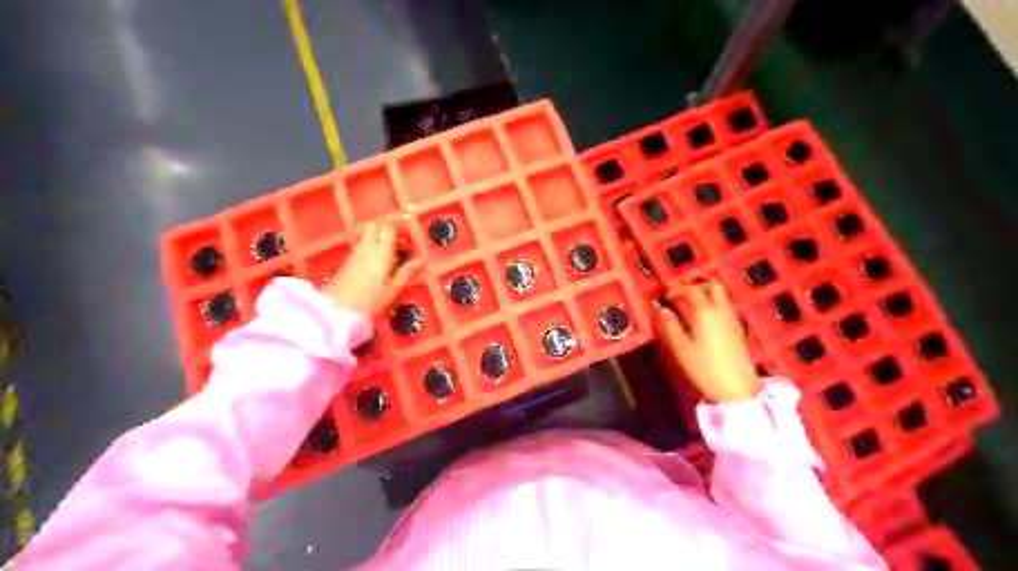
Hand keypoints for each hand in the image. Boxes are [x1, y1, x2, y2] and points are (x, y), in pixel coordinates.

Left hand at [324, 218, 424, 316]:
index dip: (400, 229)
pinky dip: (372, 247)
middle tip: (401, 245)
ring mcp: (356, 252)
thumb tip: (420, 259)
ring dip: (380, 239)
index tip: (410, 239)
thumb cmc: (372, 300)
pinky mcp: (348, 260)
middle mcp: (367, 246)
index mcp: (381, 250)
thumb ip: (407, 271)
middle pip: (376, 226)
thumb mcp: (394, 288)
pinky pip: (362, 245)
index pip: (389, 228)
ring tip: (392, 256)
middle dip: (388, 231)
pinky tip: (379, 263)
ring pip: (368, 235)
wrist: (339, 310)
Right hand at [656, 280, 759, 402]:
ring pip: (720, 296)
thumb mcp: (681, 348)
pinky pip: (724, 308)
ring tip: (689, 309)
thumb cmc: (704, 368)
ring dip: (705, 296)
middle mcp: (721, 310)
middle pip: (712, 286)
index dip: (676, 290)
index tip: (665, 297)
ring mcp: (732, 319)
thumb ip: (669, 326)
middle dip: (695, 286)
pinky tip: (702, 322)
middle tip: (681, 297)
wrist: (737, 389)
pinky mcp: (738, 329)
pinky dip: (712, 306)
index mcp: (705, 312)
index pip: (691, 290)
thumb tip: (661, 309)